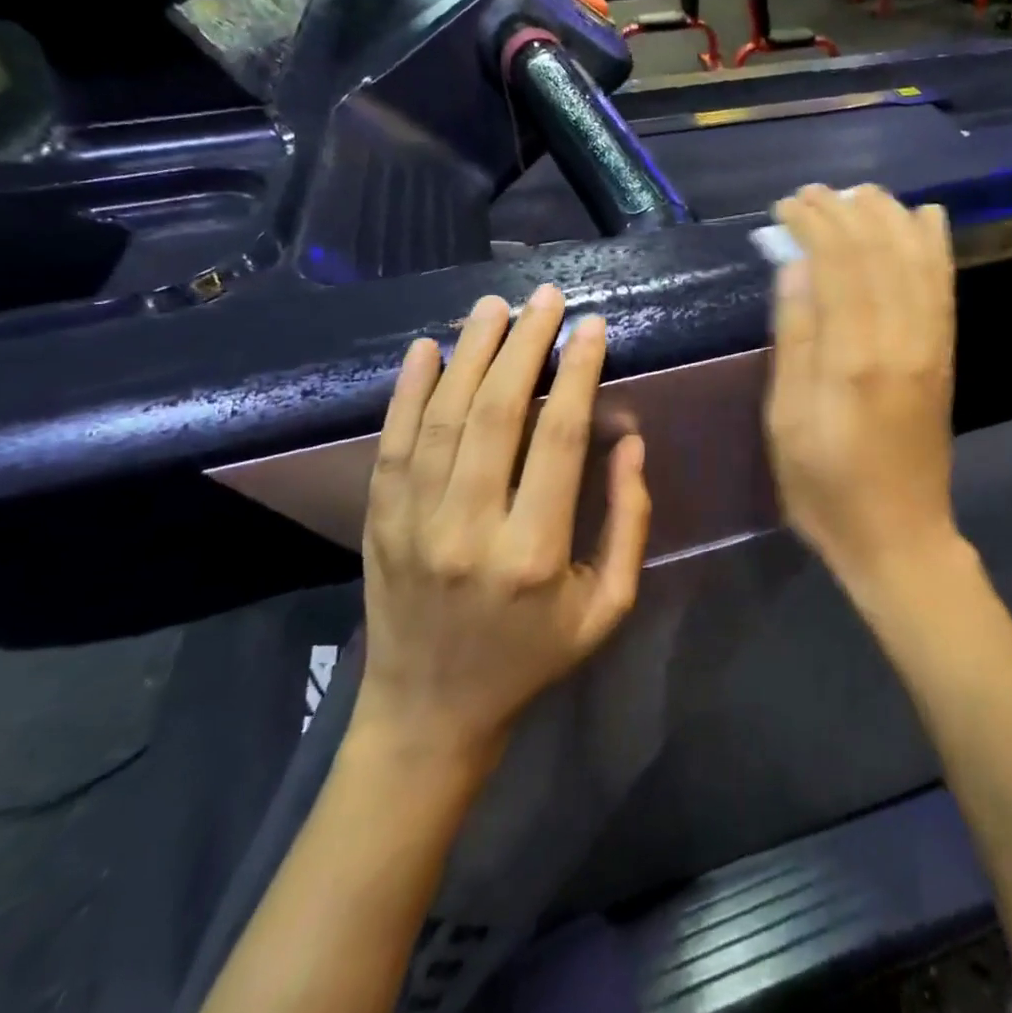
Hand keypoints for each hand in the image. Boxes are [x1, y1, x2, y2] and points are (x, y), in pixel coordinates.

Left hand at [352, 286, 650, 769]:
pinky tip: (426, 349)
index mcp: (535, 554)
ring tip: (494, 306)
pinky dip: (408, 392)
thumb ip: (629, 523)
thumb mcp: (608, 607)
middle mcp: (470, 530)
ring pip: (443, 419)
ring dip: (469, 354)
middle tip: (545, 299)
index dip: (579, 376)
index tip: (593, 328)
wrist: (430, 713)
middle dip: (524, 346)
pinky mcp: (381, 523)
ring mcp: (415, 524)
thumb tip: (631, 442)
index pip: (561, 441)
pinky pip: (393, 445)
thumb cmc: (533, 657)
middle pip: (498, 414)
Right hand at [764, 185, 963, 592]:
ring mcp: (931, 345)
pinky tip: (923, 218)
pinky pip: (943, 286)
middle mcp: (901, 338)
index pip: (838, 262)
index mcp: (854, 357)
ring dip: (888, 216)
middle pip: (878, 250)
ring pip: (916, 258)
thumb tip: (794, 268)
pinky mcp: (945, 355)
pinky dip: (933, 245)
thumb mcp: (786, 423)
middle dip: (845, 210)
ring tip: (860, 193)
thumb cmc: (826, 488)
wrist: (901, 536)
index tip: (786, 204)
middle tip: (812, 192)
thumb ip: (794, 341)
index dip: (814, 222)